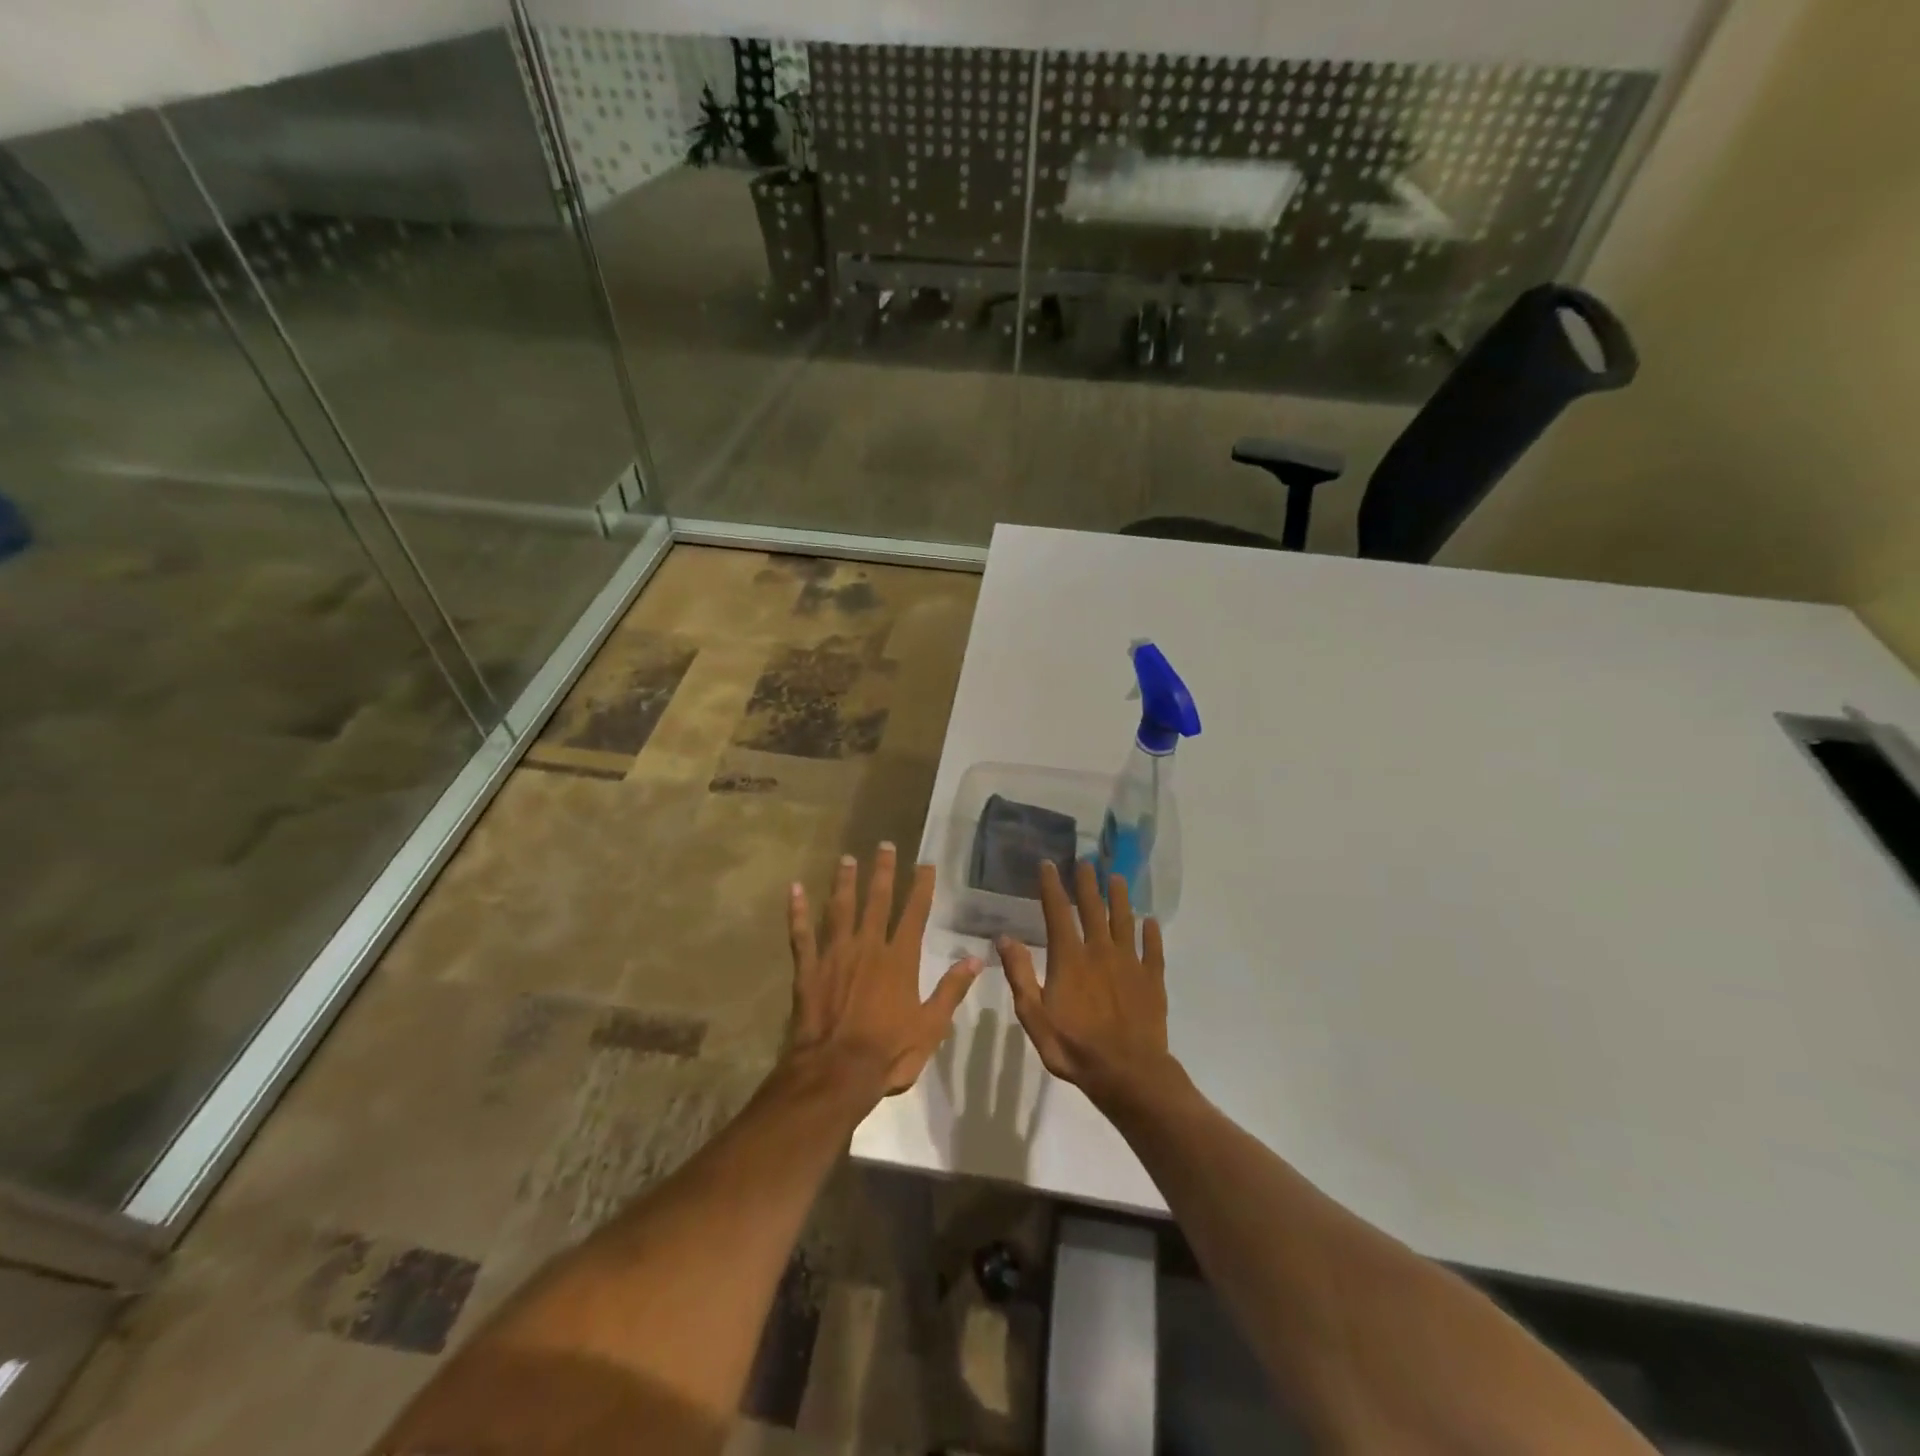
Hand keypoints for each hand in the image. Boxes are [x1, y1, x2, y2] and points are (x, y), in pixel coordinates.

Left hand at [787, 844, 982, 1098]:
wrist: (836, 1072)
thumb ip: (951, 990)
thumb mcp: (931, 1027)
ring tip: (846, 859)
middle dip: (882, 872)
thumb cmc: (889, 1052)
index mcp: (899, 960)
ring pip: (840, 910)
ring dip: (844, 882)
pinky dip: (796, 912)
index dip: (921, 887)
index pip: (914, 914)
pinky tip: (794, 890)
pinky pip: (801, 935)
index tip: (925, 864)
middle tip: (884, 845)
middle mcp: (868, 947)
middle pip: (877, 901)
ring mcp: (835, 955)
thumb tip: (976, 959)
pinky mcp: (808, 969)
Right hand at [999, 860, 1176, 1107]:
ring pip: (1124, 922)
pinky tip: (1151, 922)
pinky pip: (1153, 950)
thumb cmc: (1075, 1047)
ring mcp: (1130, 964)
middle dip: (1088, 884)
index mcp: (1070, 958)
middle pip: (1093, 909)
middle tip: (1086, 862)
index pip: (1058, 913)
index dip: (1052, 887)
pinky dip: (1152, 933)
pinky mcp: (1152, 980)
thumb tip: (1004, 937)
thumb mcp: (1034, 1016)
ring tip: (1117, 878)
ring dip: (1120, 898)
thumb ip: (1020, 974)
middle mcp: (1100, 951)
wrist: (1128, 1074)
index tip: (1049, 865)